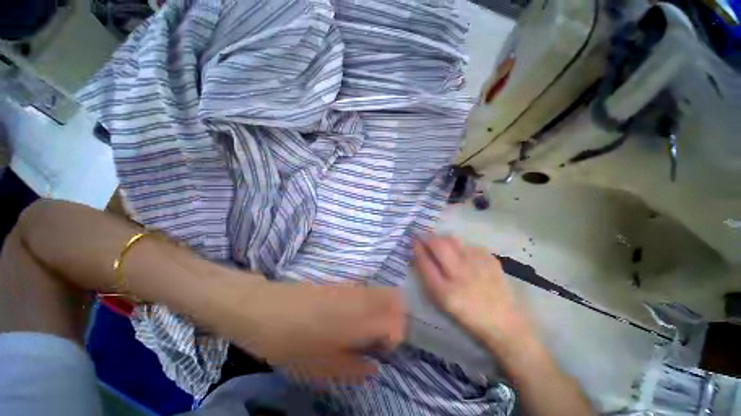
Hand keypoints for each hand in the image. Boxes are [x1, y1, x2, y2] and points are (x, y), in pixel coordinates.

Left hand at [213, 278, 405, 383]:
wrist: (265, 308)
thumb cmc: (289, 342)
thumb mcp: (319, 366)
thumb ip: (352, 368)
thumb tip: (374, 368)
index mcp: (356, 322)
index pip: (395, 321)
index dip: (397, 336)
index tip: (385, 349)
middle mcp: (359, 299)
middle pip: (394, 298)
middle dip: (396, 317)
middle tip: (381, 336)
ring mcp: (350, 288)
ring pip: (381, 291)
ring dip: (384, 309)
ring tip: (369, 328)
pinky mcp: (341, 284)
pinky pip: (366, 289)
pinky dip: (372, 301)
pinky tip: (354, 316)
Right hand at [412, 234, 533, 347]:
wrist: (504, 322)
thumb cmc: (467, 313)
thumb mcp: (441, 300)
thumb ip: (427, 276)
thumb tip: (418, 254)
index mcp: (445, 291)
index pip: (425, 261)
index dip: (417, 247)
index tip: (413, 240)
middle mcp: (461, 274)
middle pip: (439, 244)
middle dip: (428, 237)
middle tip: (425, 238)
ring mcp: (477, 264)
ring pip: (453, 239)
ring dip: (443, 239)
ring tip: (443, 246)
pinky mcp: (490, 258)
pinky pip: (468, 244)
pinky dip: (460, 246)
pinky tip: (464, 256)